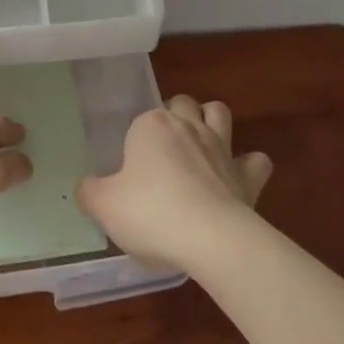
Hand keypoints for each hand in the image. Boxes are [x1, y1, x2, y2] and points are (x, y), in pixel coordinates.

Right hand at [77, 95, 272, 272]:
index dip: (136, 143)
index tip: (130, 172)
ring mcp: (221, 147)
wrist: (210, 239)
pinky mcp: (246, 175)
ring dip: (212, 122)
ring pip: (219, 113)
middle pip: (181, 104)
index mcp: (151, 126)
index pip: (141, 121)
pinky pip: (256, 161)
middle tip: (163, 150)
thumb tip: (86, 187)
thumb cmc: (150, 214)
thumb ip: (89, 192)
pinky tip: (238, 179)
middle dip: (175, 115)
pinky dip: (249, 165)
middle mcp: (187, 126)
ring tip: (201, 146)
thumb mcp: (104, 206)